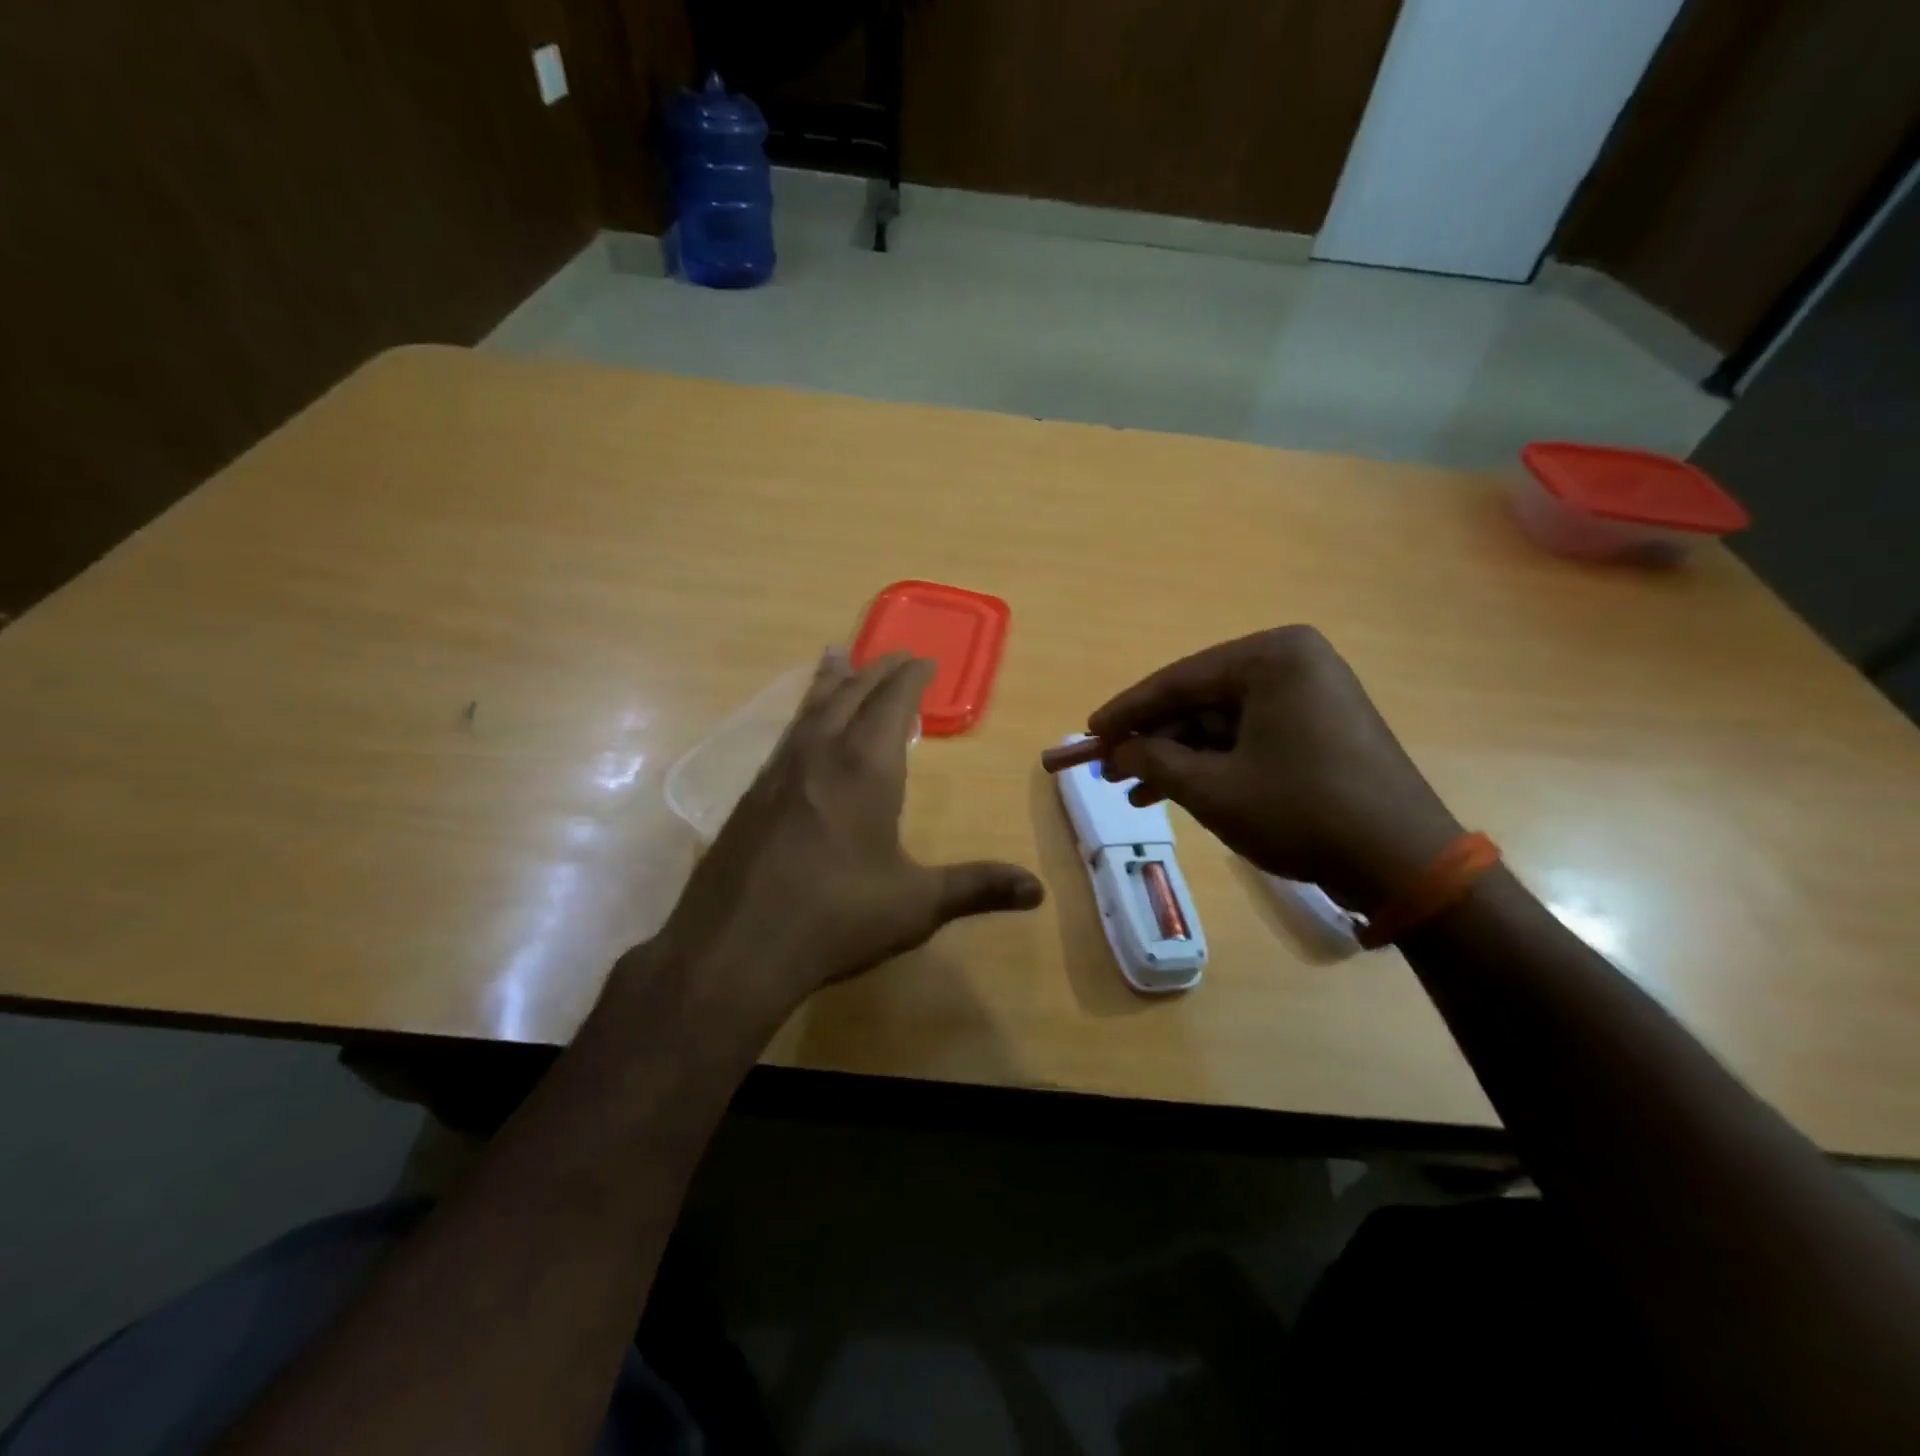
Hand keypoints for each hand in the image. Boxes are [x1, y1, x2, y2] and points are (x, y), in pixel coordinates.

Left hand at [646, 650, 1044, 1034]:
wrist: (734, 947)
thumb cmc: (836, 918)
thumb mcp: (916, 905)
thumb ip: (976, 889)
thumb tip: (1039, 890)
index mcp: (866, 769)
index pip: (893, 703)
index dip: (911, 679)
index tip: (924, 660)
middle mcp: (821, 756)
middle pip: (850, 695)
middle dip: (875, 670)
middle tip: (892, 653)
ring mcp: (779, 773)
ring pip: (810, 709)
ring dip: (831, 682)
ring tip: (837, 657)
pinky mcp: (751, 796)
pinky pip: (786, 737)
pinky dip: (803, 717)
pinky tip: (801, 733)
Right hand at [1091, 626, 1462, 913]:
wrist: (1402, 862)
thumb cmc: (1301, 812)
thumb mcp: (1213, 789)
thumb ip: (1154, 762)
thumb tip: (1116, 753)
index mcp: (1272, 657)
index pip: (1178, 680)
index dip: (1126, 712)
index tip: (1088, 734)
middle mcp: (1293, 662)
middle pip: (1199, 700)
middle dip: (1153, 740)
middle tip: (1109, 770)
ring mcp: (1310, 693)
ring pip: (1220, 723)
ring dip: (1177, 758)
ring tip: (1133, 793)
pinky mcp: (1318, 726)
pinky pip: (1248, 736)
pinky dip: (1212, 764)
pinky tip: (1174, 793)